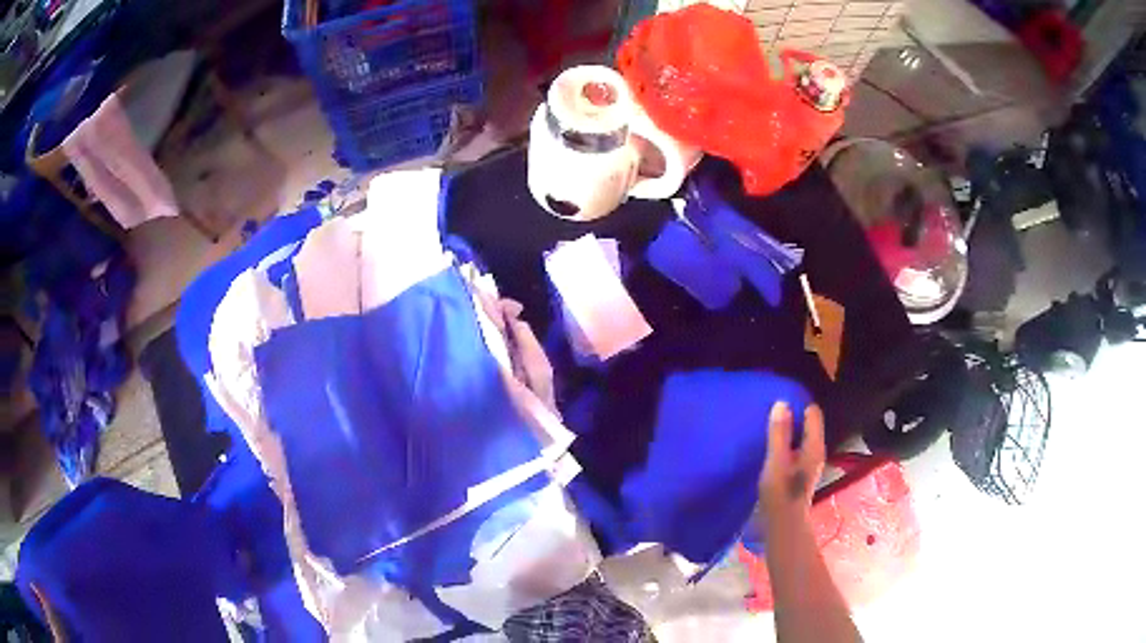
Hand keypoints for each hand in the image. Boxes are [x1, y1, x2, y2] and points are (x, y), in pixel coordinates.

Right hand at [758, 402, 825, 519]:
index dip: (799, 402)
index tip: (779, 395)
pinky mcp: (799, 472)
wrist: (783, 526)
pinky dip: (786, 441)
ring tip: (769, 422)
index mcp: (814, 446)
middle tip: (771, 406)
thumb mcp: (776, 461)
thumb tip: (781, 403)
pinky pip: (795, 447)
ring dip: (788, 429)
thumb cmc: (780, 493)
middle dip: (793, 414)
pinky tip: (771, 444)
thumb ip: (779, 433)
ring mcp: (808, 462)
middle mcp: (815, 451)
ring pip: (801, 436)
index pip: (812, 412)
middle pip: (808, 424)